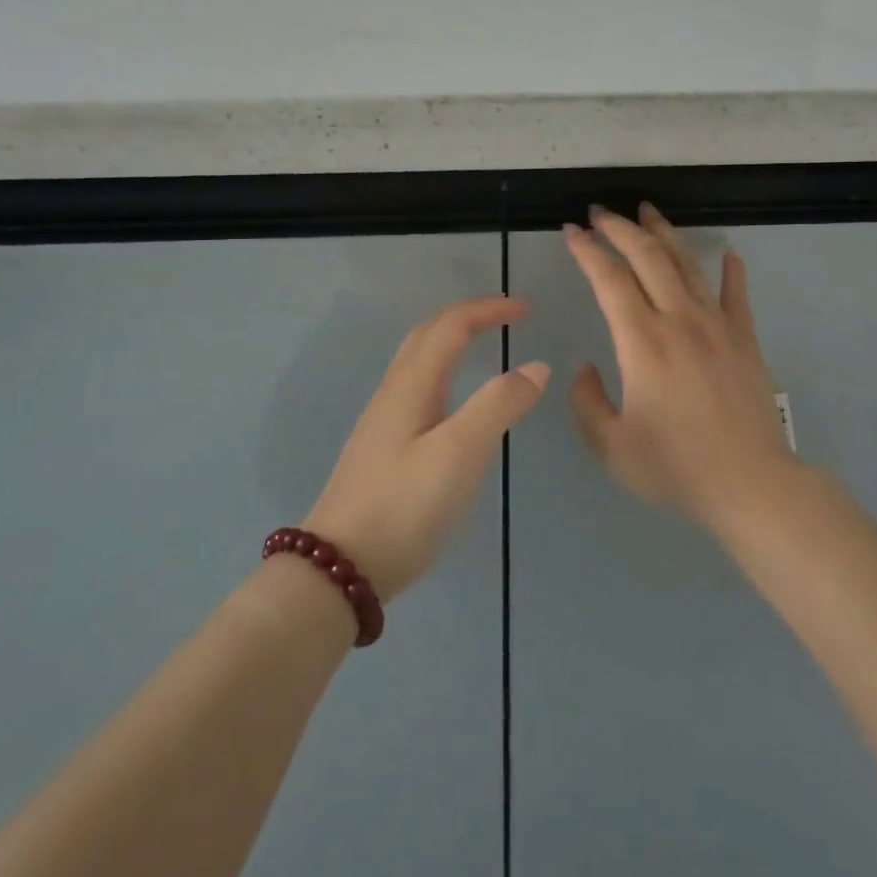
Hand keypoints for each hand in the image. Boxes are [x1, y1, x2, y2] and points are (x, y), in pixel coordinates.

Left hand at [304, 296, 548, 601]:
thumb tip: (535, 366)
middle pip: (426, 335)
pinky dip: (443, 371)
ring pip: (417, 361)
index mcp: (411, 385)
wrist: (340, 567)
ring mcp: (382, 421)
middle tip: (506, 318)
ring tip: (483, 345)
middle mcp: (393, 393)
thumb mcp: (460, 453)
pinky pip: (416, 388)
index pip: (450, 326)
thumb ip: (499, 405)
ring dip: (451, 341)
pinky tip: (454, 402)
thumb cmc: (405, 506)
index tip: (528, 310)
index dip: (488, 309)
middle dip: (467, 316)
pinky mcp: (382, 448)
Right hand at [564, 204, 794, 526]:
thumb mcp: (611, 446)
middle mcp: (679, 321)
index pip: (610, 280)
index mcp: (642, 343)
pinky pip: (736, 294)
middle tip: (601, 212)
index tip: (572, 231)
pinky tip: (728, 252)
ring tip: (648, 210)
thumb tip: (586, 369)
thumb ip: (587, 403)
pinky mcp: (745, 339)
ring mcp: (718, 326)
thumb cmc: (675, 468)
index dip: (588, 251)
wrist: (751, 484)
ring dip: (665, 234)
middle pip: (649, 258)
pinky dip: (730, 270)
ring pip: (688, 265)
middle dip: (621, 229)